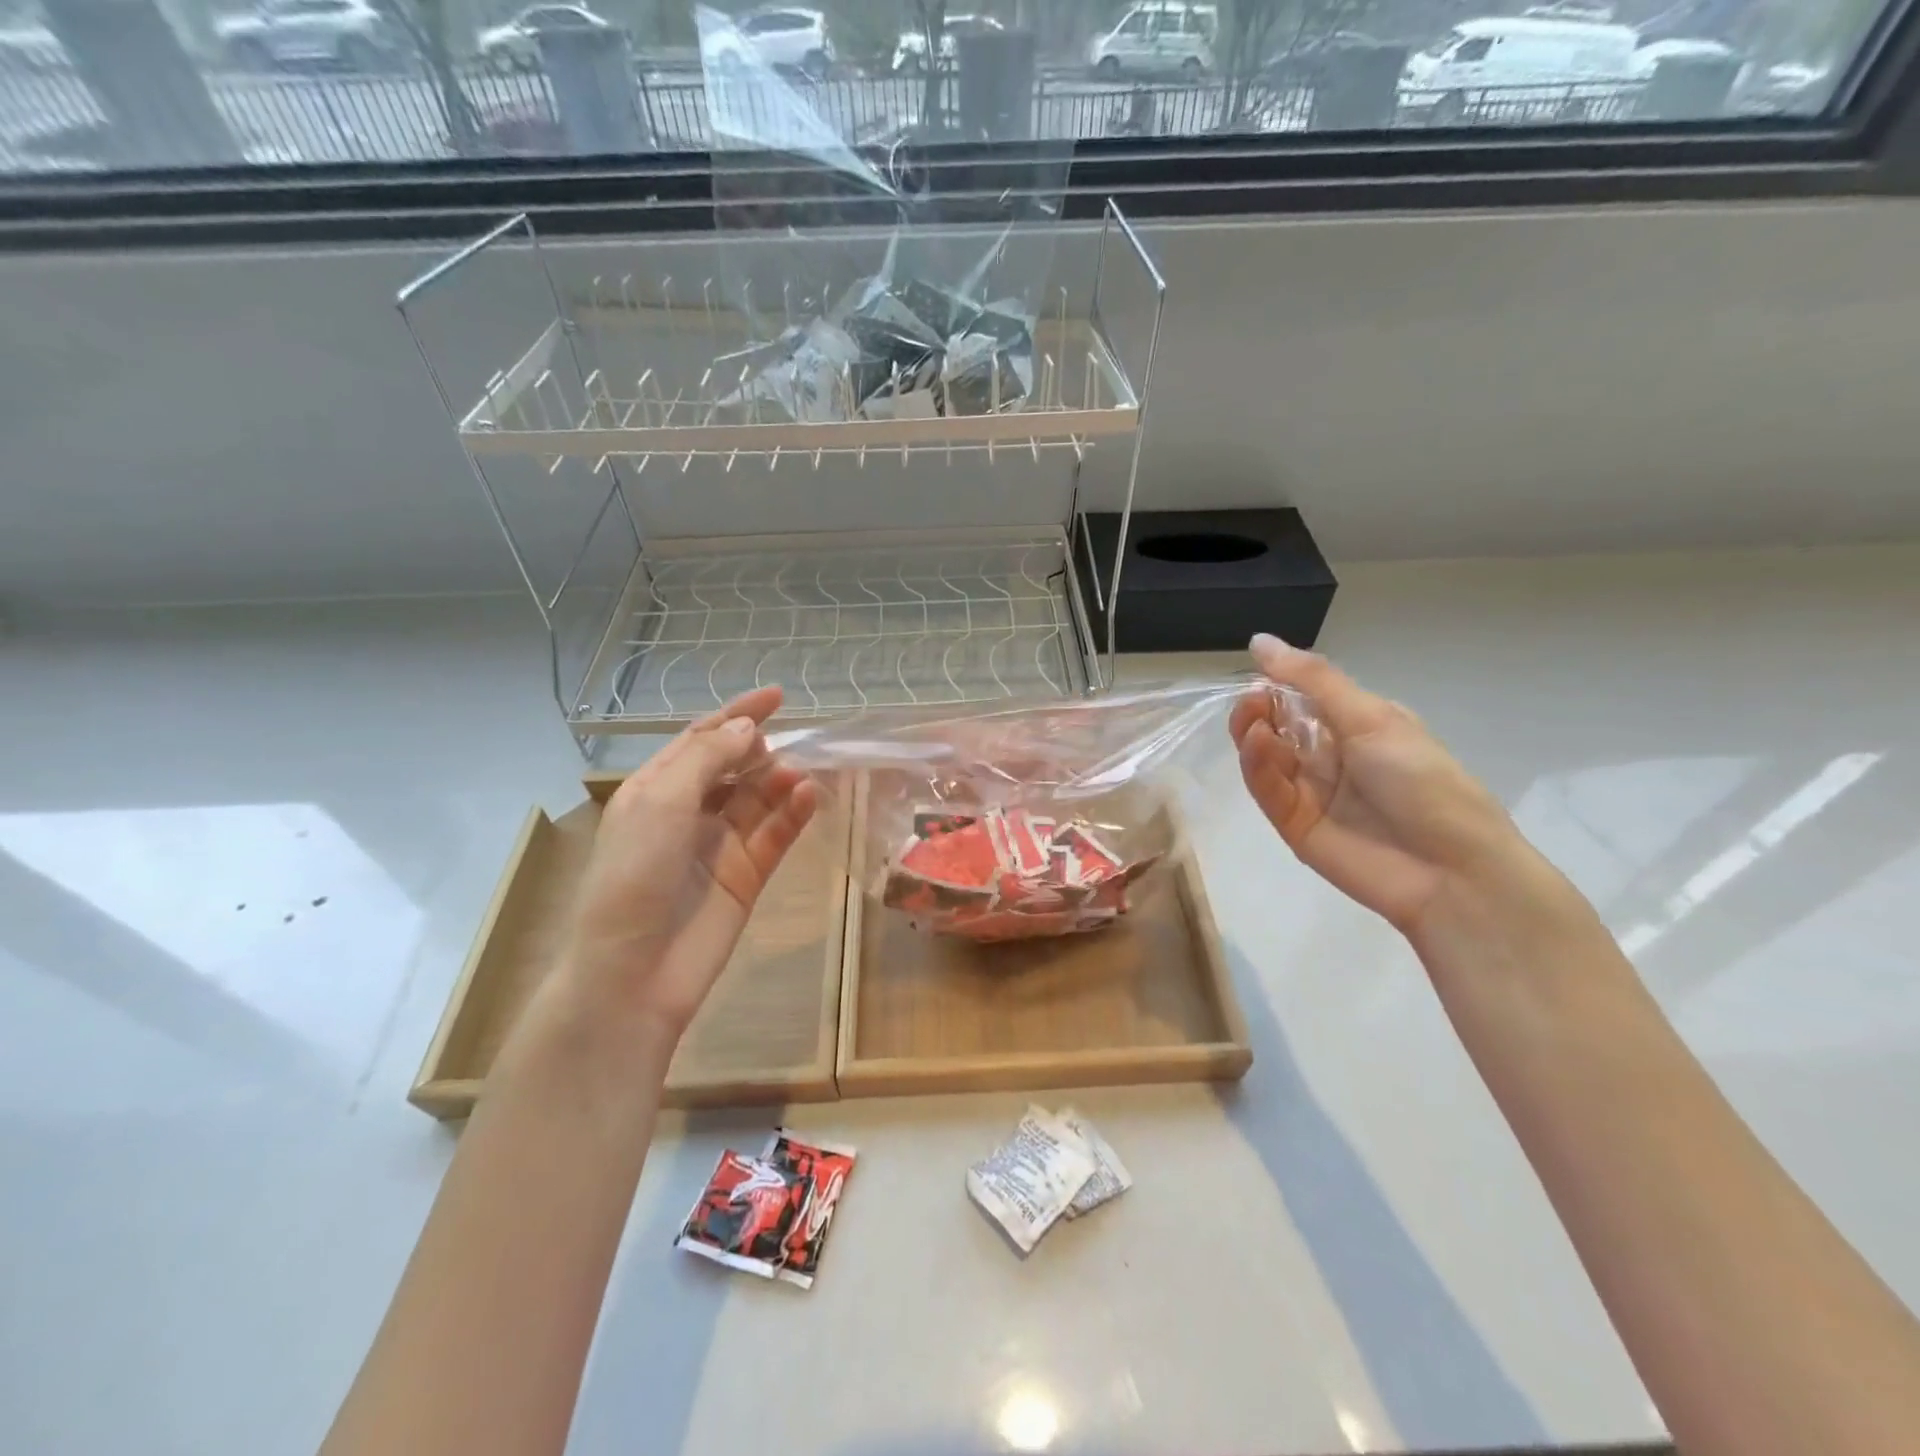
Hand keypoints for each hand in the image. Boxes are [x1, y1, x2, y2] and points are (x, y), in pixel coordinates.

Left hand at [560, 686, 816, 1039]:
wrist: (634, 973)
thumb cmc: (634, 877)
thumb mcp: (662, 803)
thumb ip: (708, 758)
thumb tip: (749, 728)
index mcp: (655, 790)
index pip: (700, 739)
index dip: (737, 715)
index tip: (778, 696)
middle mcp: (688, 812)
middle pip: (735, 767)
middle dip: (762, 751)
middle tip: (790, 746)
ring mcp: (720, 845)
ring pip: (760, 799)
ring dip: (781, 781)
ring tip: (801, 774)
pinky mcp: (747, 875)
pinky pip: (776, 834)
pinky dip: (793, 813)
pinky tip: (810, 797)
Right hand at [1230, 633, 1570, 947]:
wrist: (1449, 871)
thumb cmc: (1422, 781)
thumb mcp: (1372, 717)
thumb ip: (1313, 679)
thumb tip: (1259, 641)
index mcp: (1357, 726)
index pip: (1302, 697)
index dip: (1276, 683)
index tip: (1257, 673)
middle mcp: (1331, 755)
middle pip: (1277, 725)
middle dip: (1259, 709)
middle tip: (1251, 702)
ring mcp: (1310, 791)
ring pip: (1265, 756)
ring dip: (1253, 734)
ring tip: (1253, 724)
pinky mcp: (1292, 824)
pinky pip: (1267, 788)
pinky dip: (1257, 765)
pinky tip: (1258, 746)